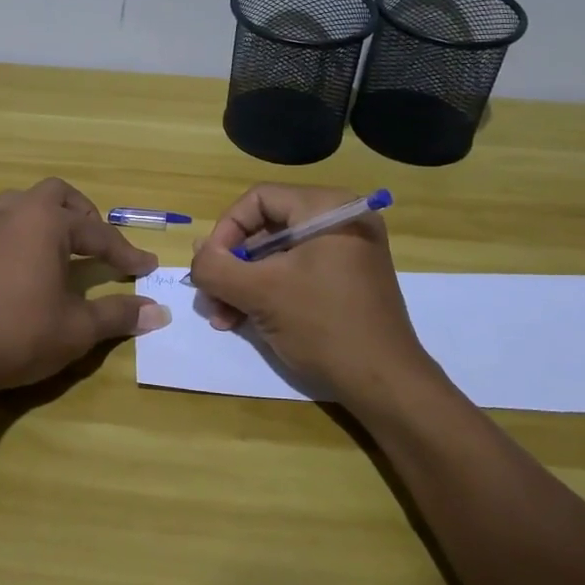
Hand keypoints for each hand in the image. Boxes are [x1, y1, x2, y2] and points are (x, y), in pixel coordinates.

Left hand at [0, 178, 169, 394]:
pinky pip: (6, 224)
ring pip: (25, 204)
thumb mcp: (77, 328)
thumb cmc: (18, 332)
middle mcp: (18, 214)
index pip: (99, 233)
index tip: (148, 267)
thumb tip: (159, 312)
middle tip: (99, 243)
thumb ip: (118, 314)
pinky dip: (27, 234)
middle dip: (84, 215)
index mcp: (48, 222)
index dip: (126, 253)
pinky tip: (29, 265)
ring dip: (51, 218)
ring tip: (65, 248)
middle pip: (57, 195)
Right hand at [188, 184, 441, 402]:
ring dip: (243, 284)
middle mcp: (340, 220)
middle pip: (266, 229)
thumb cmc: (323, 326)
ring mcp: (347, 252)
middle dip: (232, 266)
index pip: (258, 199)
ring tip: (222, 318)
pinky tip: (244, 322)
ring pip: (277, 256)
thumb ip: (217, 267)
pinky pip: (297, 273)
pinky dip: (268, 293)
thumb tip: (198, 252)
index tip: (209, 267)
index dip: (225, 230)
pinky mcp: (347, 281)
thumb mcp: (260, 293)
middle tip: (210, 298)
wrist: (386, 384)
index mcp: (326, 209)